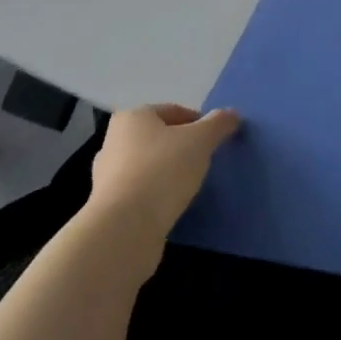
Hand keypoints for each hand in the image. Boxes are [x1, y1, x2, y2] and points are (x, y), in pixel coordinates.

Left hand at [86, 104, 239, 255]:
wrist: (124, 228)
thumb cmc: (162, 170)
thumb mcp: (200, 140)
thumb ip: (218, 124)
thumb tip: (232, 114)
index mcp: (132, 118)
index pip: (174, 111)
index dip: (199, 122)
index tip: (215, 140)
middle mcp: (114, 141)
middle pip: (159, 138)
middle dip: (183, 147)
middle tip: (205, 162)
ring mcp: (107, 176)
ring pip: (149, 166)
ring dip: (169, 173)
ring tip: (191, 186)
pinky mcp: (109, 207)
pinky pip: (141, 192)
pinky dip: (157, 195)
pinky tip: (172, 206)